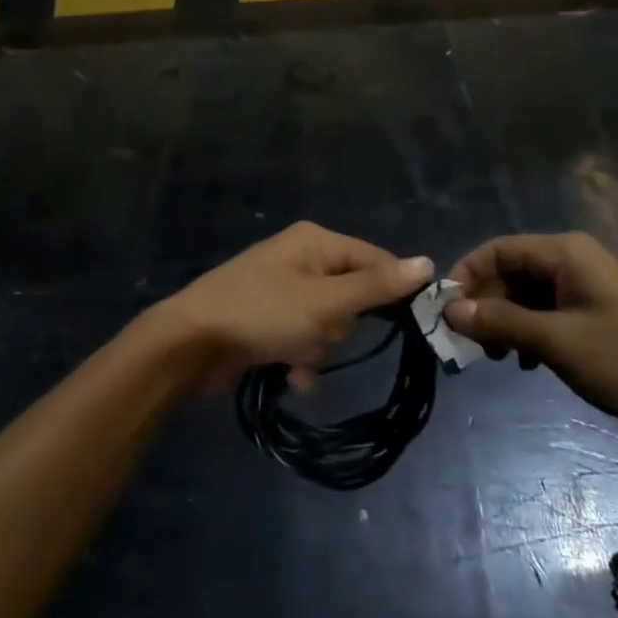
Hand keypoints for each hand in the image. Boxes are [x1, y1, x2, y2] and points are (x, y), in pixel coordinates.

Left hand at [155, 222, 433, 389]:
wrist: (190, 344)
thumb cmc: (262, 314)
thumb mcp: (325, 302)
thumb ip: (376, 285)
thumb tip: (428, 262)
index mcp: (316, 242)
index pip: (376, 260)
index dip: (392, 291)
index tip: (406, 325)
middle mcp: (302, 259)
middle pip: (353, 297)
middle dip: (340, 327)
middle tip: (319, 334)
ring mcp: (284, 290)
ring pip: (329, 324)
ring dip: (319, 349)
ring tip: (295, 357)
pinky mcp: (269, 320)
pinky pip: (304, 339)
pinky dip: (301, 359)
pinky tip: (288, 375)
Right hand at [442, 232, 617, 433]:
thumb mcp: (558, 342)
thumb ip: (501, 322)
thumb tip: (450, 309)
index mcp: (566, 253)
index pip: (498, 250)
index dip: (466, 275)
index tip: (444, 312)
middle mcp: (575, 261)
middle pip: (512, 272)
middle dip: (486, 304)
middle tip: (469, 344)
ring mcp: (590, 288)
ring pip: (530, 296)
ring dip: (507, 322)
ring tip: (497, 358)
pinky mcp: (601, 315)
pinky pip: (551, 314)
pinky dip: (532, 333)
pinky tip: (529, 363)